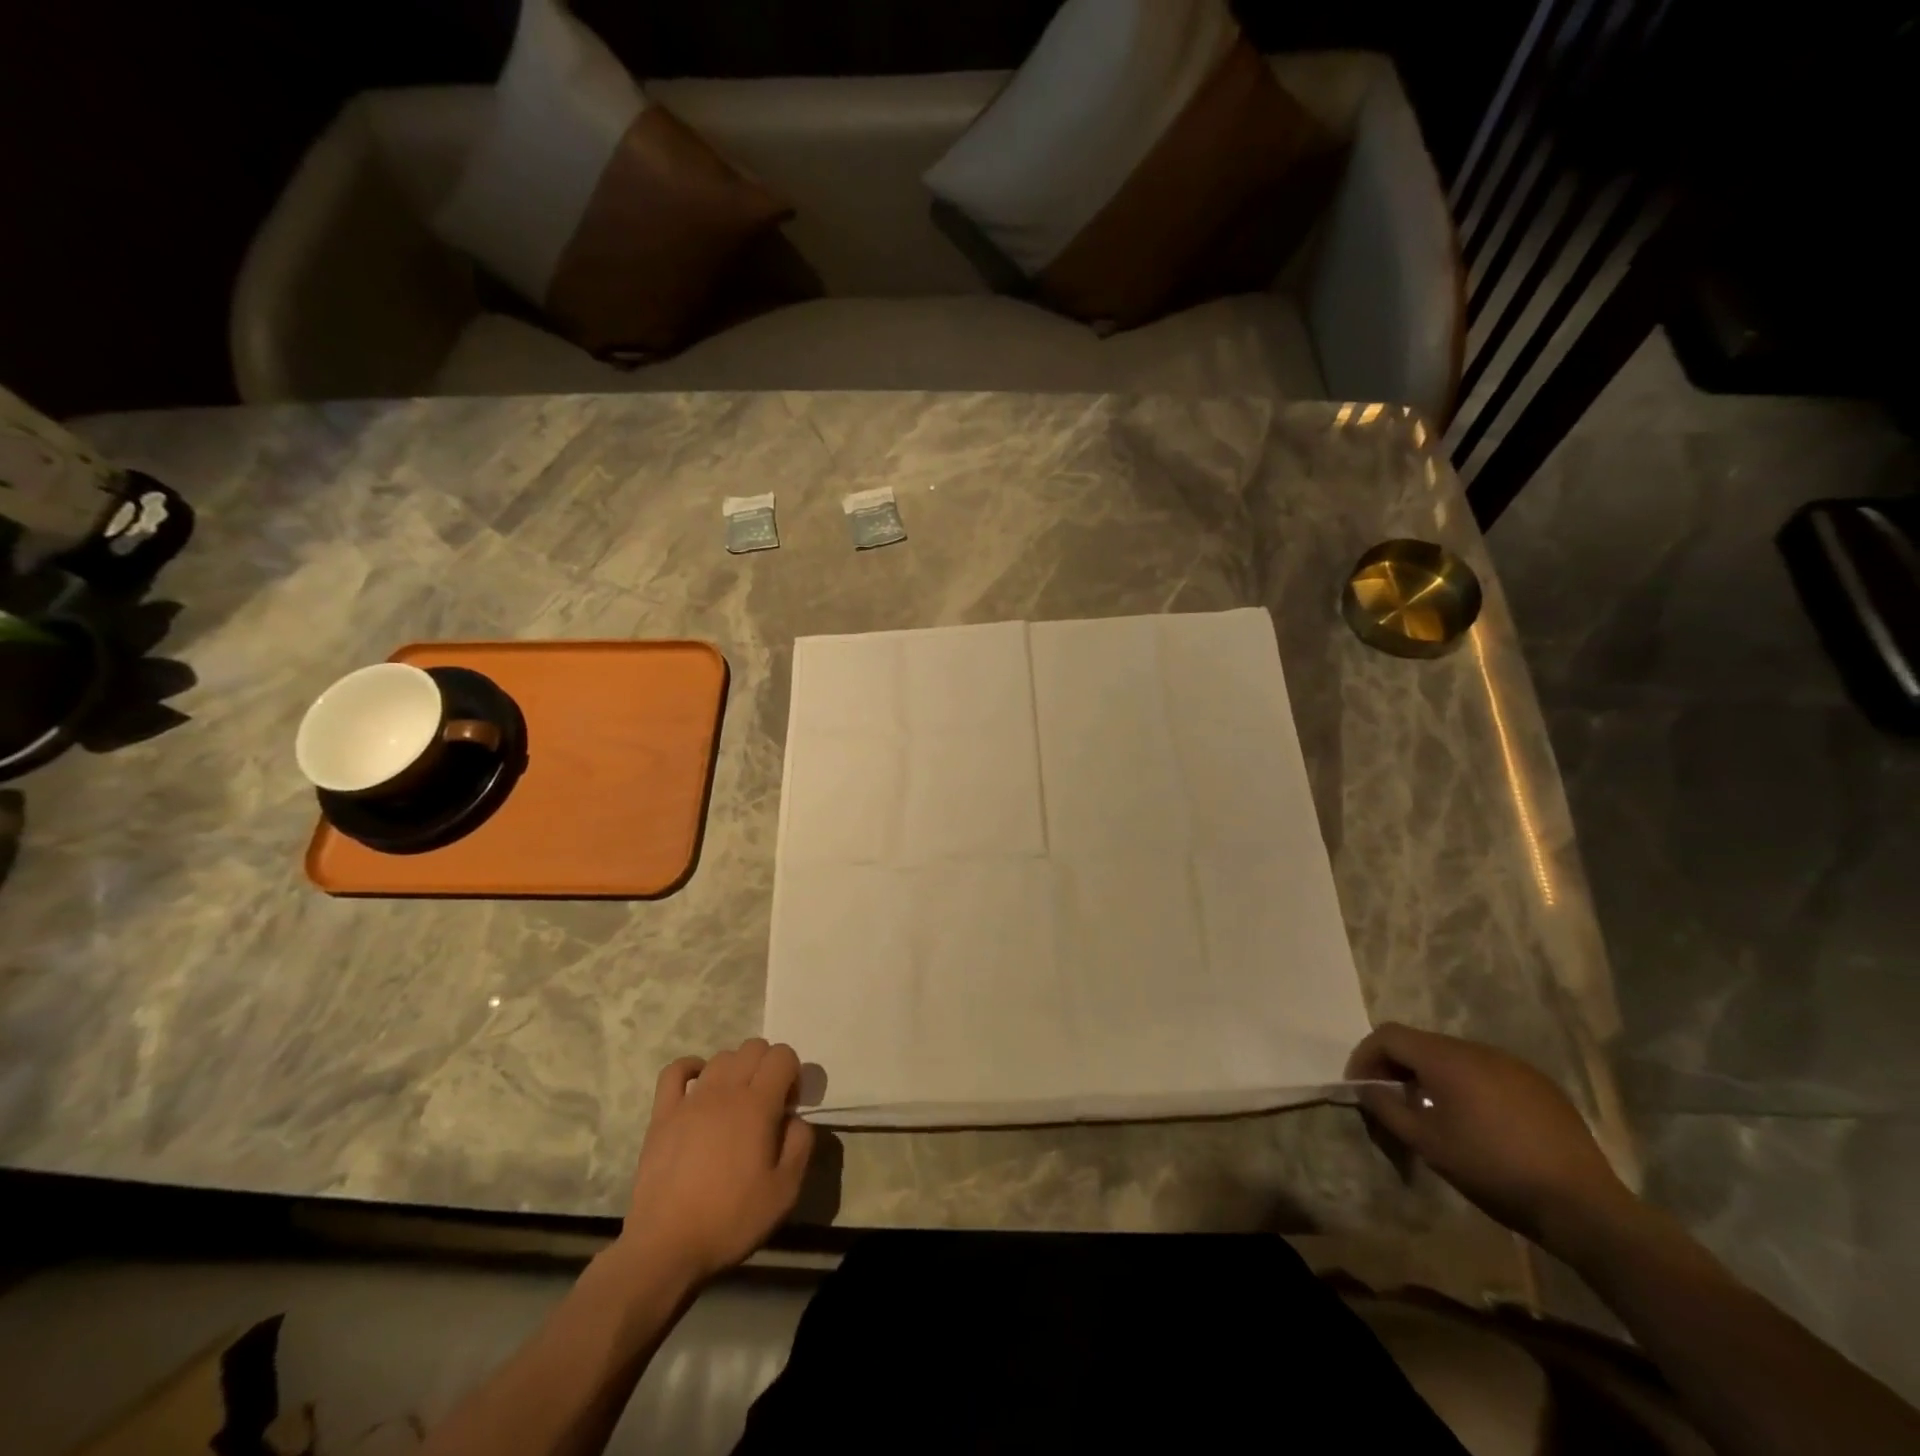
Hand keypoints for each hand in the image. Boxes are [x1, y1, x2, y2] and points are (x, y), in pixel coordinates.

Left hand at [618, 1038, 814, 1284]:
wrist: (666, 1247)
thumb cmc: (731, 1219)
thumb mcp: (785, 1191)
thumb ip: (801, 1144)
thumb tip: (795, 1119)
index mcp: (758, 1105)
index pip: (783, 1055)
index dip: (793, 1073)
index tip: (789, 1106)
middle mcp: (725, 1090)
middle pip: (754, 1047)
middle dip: (768, 1066)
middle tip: (768, 1104)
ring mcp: (690, 1100)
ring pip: (722, 1057)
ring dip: (737, 1069)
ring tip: (737, 1103)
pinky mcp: (662, 1114)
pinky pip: (675, 1071)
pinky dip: (691, 1068)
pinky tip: (699, 1085)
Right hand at [1346, 1023, 1631, 1251]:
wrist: (1583, 1206)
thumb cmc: (1492, 1169)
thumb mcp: (1427, 1143)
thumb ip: (1387, 1108)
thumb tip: (1365, 1087)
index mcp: (1446, 1058)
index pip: (1388, 1035)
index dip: (1365, 1055)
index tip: (1359, 1087)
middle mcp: (1478, 1049)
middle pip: (1422, 1044)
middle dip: (1397, 1067)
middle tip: (1390, 1101)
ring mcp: (1514, 1065)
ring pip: (1456, 1058)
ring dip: (1432, 1077)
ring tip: (1432, 1113)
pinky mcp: (1541, 1086)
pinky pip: (1489, 1073)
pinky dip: (1467, 1087)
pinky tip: (1478, 1123)